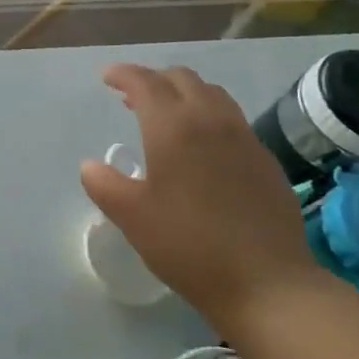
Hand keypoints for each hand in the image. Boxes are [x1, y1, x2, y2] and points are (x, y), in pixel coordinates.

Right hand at [81, 64, 318, 331]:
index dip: (123, 74)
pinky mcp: (266, 160)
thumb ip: (104, 184)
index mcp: (173, 127)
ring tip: (168, 116)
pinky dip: (209, 117)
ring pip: (212, 94)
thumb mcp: (132, 217)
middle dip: (154, 80)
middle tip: (133, 99)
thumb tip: (90, 166)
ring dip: (184, 94)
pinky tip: (203, 148)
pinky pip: (232, 120)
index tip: (107, 78)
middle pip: (181, 79)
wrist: (268, 284)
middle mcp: (210, 120)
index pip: (145, 82)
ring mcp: (244, 138)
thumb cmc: (189, 245)